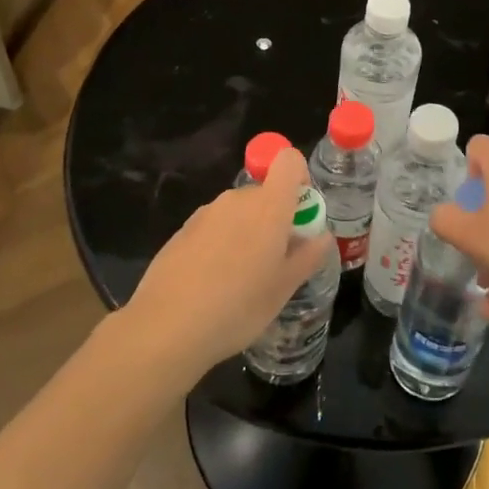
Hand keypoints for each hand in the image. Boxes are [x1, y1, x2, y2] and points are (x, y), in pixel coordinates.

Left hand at [125, 148, 334, 376]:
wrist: (167, 327)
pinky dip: (220, 245)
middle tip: (276, 261)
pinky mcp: (182, 231)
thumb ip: (308, 256)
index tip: (301, 213)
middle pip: (264, 192)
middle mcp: (237, 199)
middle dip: (275, 218)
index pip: (289, 161)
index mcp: (269, 205)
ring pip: (238, 212)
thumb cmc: (239, 306)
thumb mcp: (284, 288)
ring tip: (242, 279)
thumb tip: (322, 236)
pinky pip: (214, 228)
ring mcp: (206, 213)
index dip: (300, 178)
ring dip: (247, 233)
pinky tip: (212, 284)